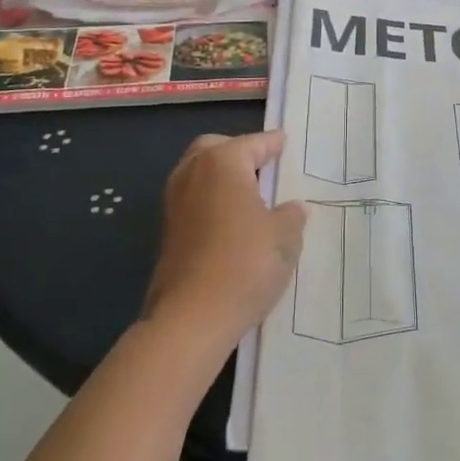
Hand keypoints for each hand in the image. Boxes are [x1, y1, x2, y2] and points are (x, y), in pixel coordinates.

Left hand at [143, 133, 304, 352]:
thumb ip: (291, 216)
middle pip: (215, 149)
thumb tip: (293, 208)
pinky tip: (232, 221)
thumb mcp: (284, 238)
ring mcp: (174, 203)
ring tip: (250, 195)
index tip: (284, 141)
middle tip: (263, 166)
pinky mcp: (167, 232)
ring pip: (199, 174)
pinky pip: (194, 200)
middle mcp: (192, 173)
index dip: (272, 143)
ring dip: (222, 177)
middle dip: (238, 152)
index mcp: (222, 162)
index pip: (252, 143)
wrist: (191, 319)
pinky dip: (211, 200)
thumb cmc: (244, 265)